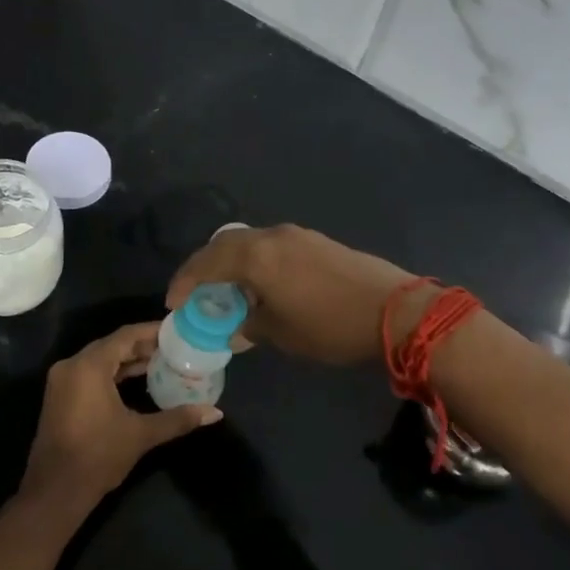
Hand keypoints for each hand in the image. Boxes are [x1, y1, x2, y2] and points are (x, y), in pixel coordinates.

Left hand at [18, 323, 221, 522]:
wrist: (55, 491)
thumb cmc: (99, 456)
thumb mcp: (141, 434)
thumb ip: (178, 418)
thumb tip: (215, 413)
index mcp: (89, 365)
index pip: (125, 335)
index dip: (152, 331)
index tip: (176, 331)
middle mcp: (72, 365)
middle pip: (112, 345)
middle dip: (142, 345)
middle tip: (173, 347)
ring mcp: (62, 380)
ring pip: (100, 359)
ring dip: (127, 360)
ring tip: (161, 362)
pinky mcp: (60, 396)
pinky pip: (90, 373)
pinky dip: (112, 373)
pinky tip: (136, 381)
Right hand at [166, 223, 422, 366]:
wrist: (396, 311)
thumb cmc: (330, 326)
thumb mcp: (281, 334)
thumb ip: (249, 326)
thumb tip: (236, 327)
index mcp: (255, 257)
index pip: (205, 262)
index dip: (184, 282)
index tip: (173, 303)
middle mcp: (271, 236)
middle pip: (224, 245)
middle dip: (204, 268)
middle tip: (195, 293)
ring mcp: (297, 235)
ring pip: (249, 243)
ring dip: (232, 264)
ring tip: (228, 291)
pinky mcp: (317, 241)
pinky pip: (271, 246)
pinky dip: (256, 262)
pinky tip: (263, 285)